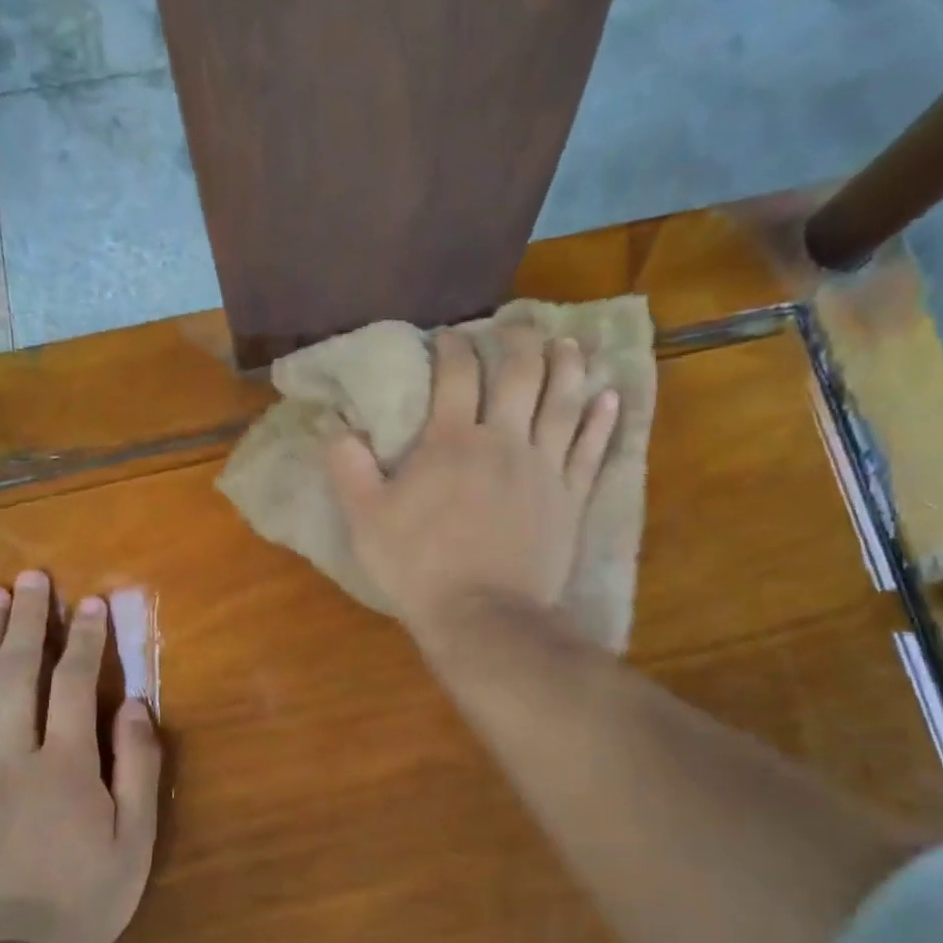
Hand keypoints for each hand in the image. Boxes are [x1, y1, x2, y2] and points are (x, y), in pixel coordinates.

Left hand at [0, 573, 160, 942]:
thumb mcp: (134, 840)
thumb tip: (132, 703)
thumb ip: (136, 767)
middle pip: (18, 673)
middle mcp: (12, 756)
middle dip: (28, 620)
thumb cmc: (83, 897)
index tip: (90, 603)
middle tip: (32, 577)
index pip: (73, 684)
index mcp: (65, 766)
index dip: (84, 639)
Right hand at [326, 327, 618, 640]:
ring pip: (564, 401)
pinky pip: (592, 448)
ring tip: (568, 344)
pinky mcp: (571, 497)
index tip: (449, 336)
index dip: (454, 345)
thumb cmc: (420, 567)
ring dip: (568, 366)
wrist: (483, 617)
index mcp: (452, 440)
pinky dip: (603, 420)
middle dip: (519, 341)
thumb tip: (332, 425)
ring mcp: (544, 467)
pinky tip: (611, 397)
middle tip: (517, 326)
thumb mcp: (366, 520)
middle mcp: (504, 440)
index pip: (457, 373)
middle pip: (521, 373)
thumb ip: (348, 468)